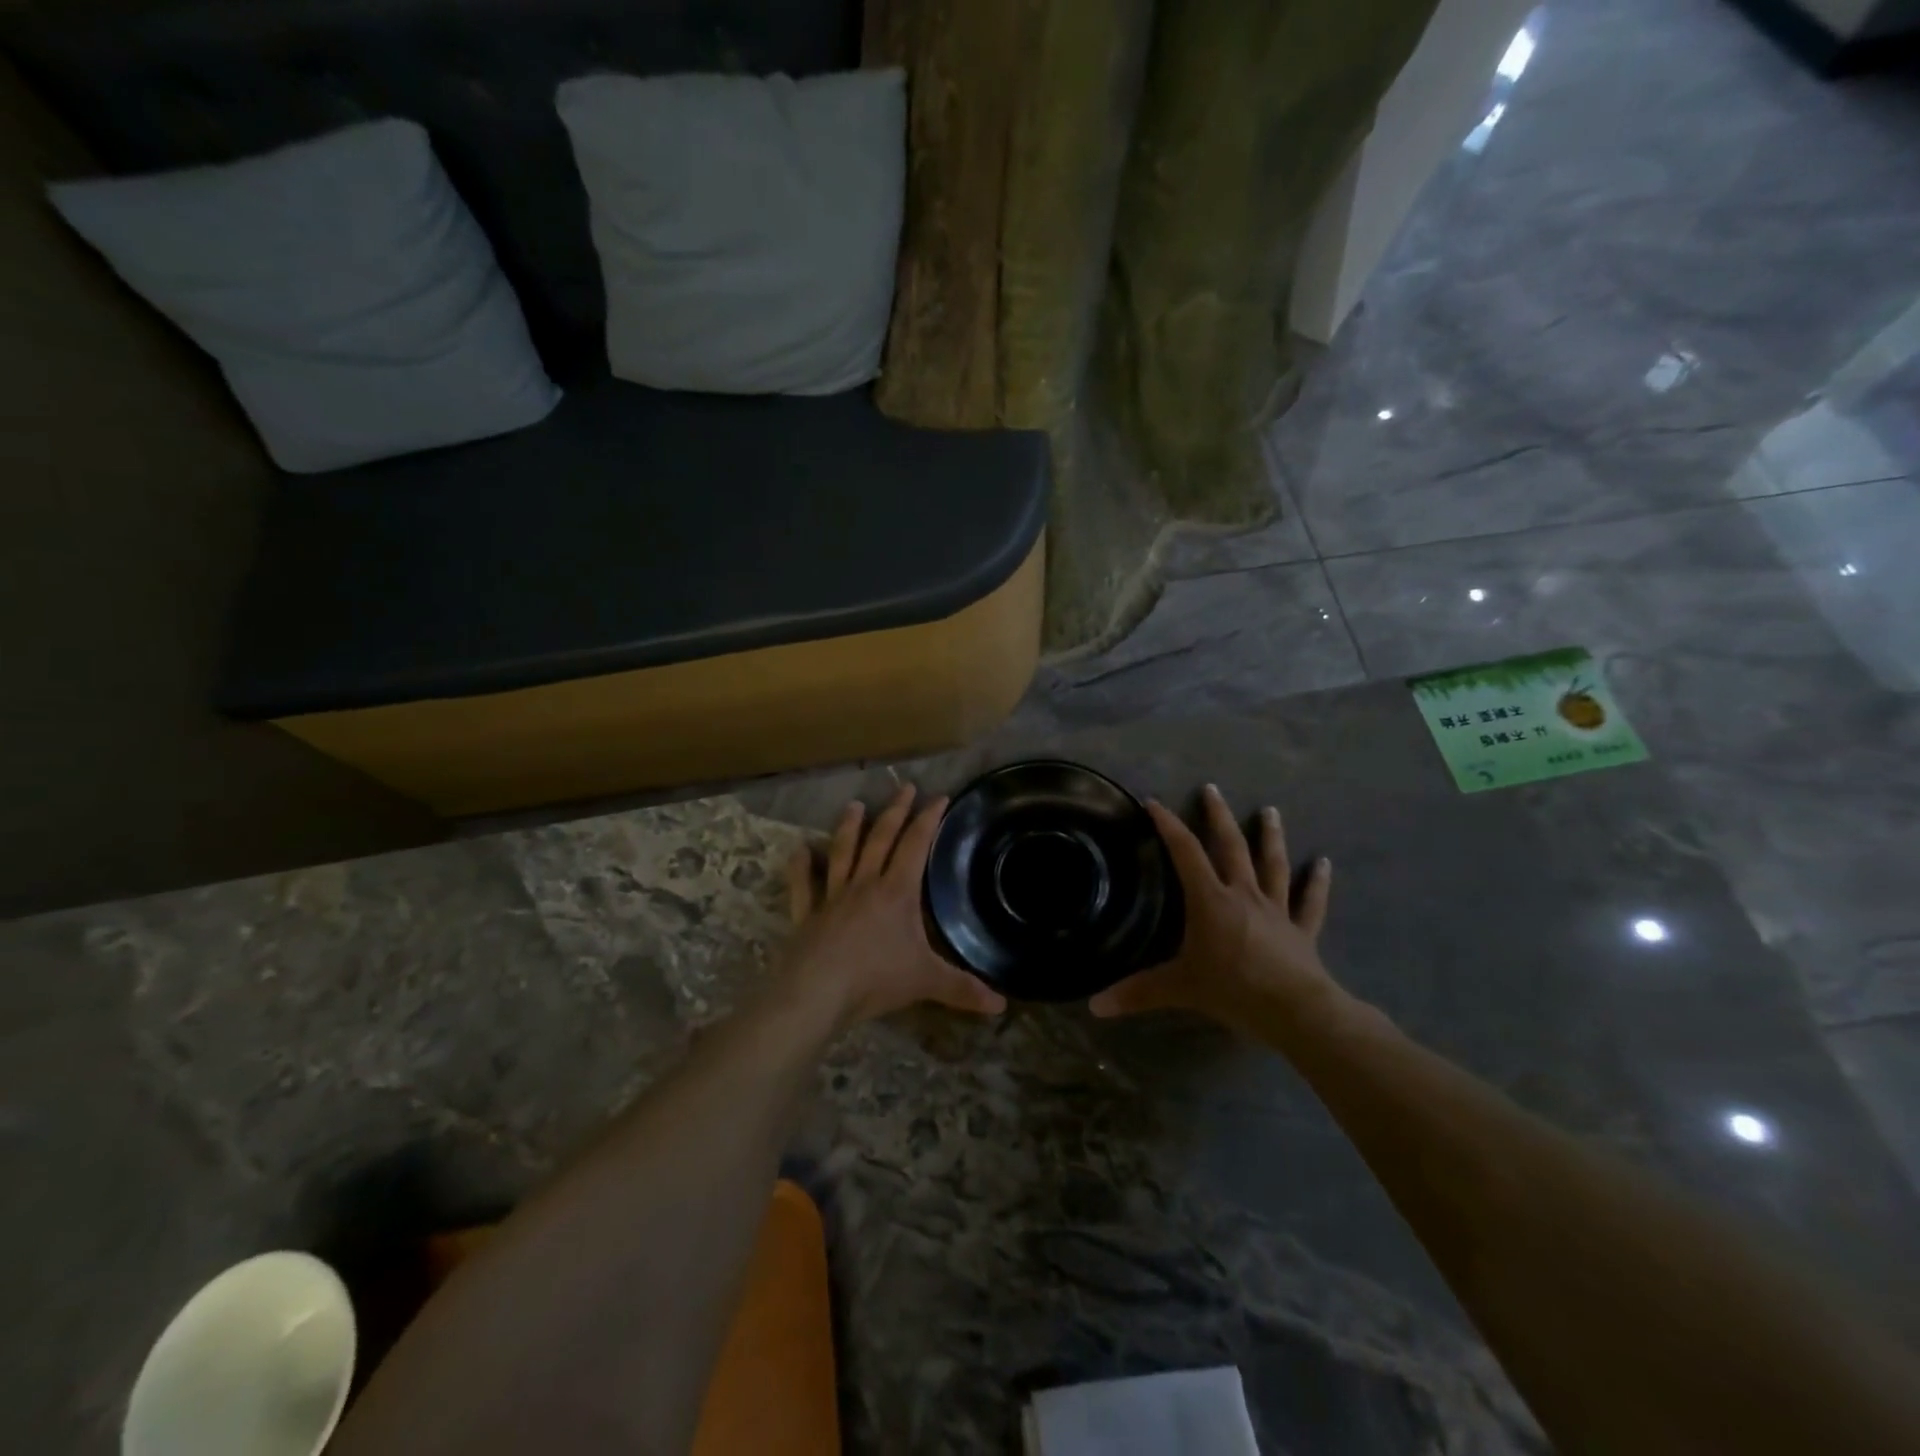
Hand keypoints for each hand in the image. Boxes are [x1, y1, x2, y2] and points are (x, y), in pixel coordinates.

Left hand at [784, 785, 1006, 1027]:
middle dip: (894, 812)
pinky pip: (803, 886)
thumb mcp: (926, 981)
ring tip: (853, 805)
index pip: (915, 846)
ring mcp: (832, 897)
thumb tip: (1001, 1004)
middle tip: (903, 788)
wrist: (818, 992)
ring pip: (842, 853)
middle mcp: (864, 885)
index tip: (939, 797)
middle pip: (880, 840)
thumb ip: (963, 989)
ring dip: (849, 828)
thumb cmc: (875, 979)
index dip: (928, 820)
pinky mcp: (807, 915)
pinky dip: (801, 867)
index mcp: (896, 892)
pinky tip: (799, 850)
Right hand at [1091, 784, 1340, 1028]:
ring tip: (1271, 811)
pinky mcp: (1301, 930)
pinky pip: (1310, 902)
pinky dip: (1317, 882)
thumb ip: (1137, 993)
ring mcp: (1276, 909)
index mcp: (1210, 900)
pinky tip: (1324, 863)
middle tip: (1213, 789)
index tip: (1154, 803)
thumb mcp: (1179, 988)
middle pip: (1231, 847)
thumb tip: (1094, 1006)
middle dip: (1219, 817)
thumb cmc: (1233, 989)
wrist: (1295, 1010)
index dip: (1169, 825)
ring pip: (1272, 865)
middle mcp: (1243, 895)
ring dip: (1270, 837)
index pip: (1185, 853)